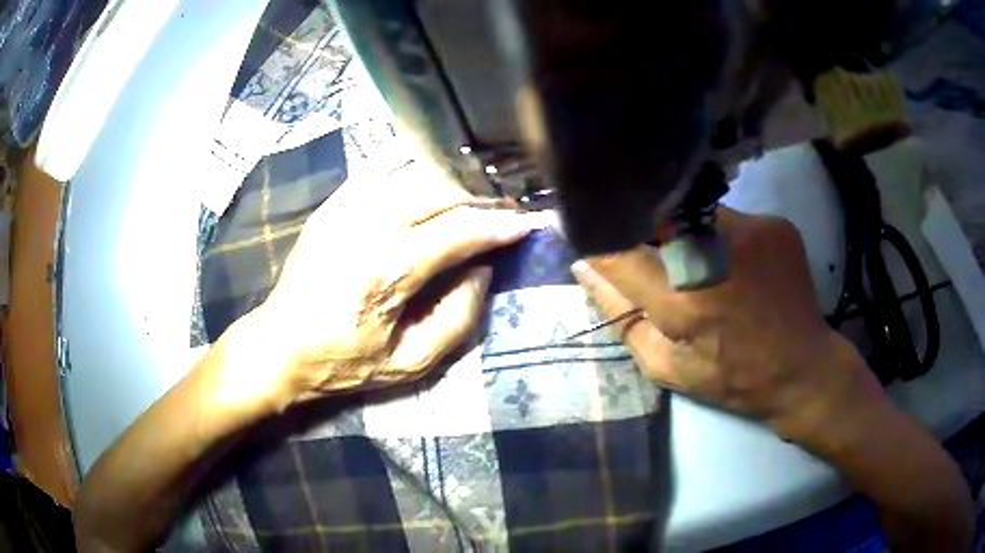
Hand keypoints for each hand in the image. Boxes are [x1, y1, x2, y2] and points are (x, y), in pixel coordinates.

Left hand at [230, 161, 534, 408]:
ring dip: (452, 179)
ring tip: (476, 194)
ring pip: (413, 172)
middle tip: (506, 207)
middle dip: (480, 196)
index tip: (528, 223)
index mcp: (386, 273)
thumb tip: (483, 270)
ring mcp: (344, 208)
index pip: (458, 233)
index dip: (498, 226)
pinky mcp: (332, 204)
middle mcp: (365, 228)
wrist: (279, 344)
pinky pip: (382, 168)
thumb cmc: (344, 361)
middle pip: (438, 190)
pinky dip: (415, 167)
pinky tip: (434, 175)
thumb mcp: (411, 363)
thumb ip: (458, 318)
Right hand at [572, 208, 885, 437]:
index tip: (591, 236)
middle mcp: (715, 253)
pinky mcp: (773, 223)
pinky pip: (727, 216)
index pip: (618, 247)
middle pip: (654, 216)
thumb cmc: (732, 378)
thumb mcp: (666, 366)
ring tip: (700, 265)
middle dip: (642, 232)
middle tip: (653, 261)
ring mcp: (750, 231)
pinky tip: (734, 264)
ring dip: (683, 232)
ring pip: (692, 211)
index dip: (599, 239)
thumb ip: (621, 316)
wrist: (803, 368)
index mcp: (684, 299)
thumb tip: (585, 268)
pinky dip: (718, 234)